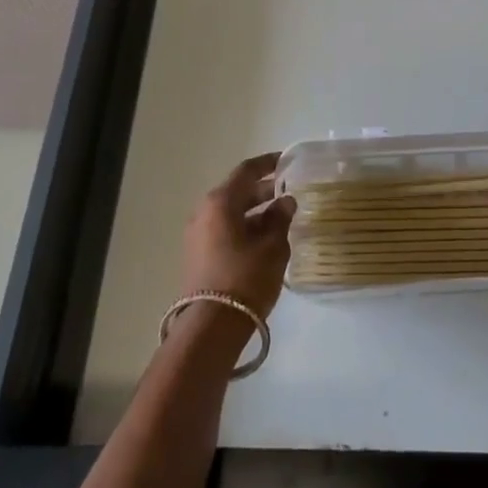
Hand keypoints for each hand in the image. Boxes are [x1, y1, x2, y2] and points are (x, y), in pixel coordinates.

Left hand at [179, 153, 296, 318]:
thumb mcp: (273, 246)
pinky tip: (266, 239)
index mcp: (220, 201)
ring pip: (231, 213)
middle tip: (290, 191)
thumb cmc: (245, 277)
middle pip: (237, 192)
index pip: (247, 171)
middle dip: (264, 190)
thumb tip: (285, 201)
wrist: (212, 326)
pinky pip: (224, 230)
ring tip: (282, 217)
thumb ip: (280, 219)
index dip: (268, 164)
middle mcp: (204, 212)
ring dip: (255, 212)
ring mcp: (198, 234)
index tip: (287, 161)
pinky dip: (245, 227)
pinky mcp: (198, 255)